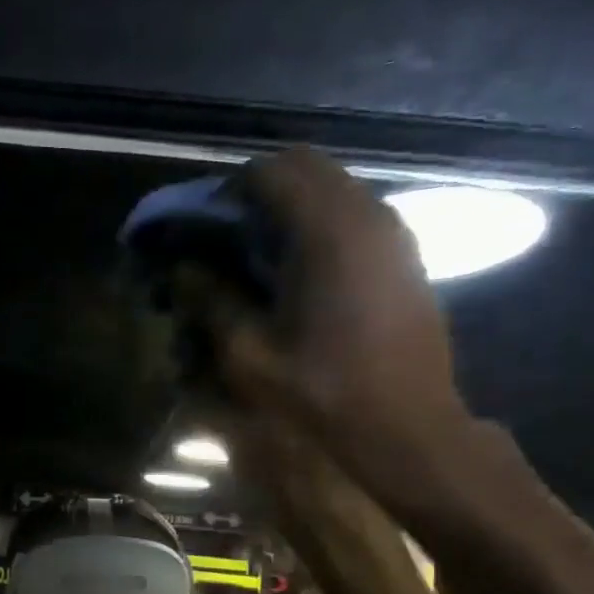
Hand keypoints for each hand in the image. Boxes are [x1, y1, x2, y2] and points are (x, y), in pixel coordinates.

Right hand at [186, 148, 475, 506]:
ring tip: (263, 256)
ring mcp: (394, 232)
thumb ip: (212, 301)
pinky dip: (321, 225)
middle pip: (305, 166)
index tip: (205, 228)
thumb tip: (185, 269)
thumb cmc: (324, 393)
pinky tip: (303, 274)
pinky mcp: (406, 255)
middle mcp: (367, 214)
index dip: (228, 192)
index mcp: (326, 231)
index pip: (269, 172)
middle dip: (260, 191)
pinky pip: (356, 214)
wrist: (407, 428)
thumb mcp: (250, 356)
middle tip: (230, 237)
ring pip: (334, 187)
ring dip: (293, 207)